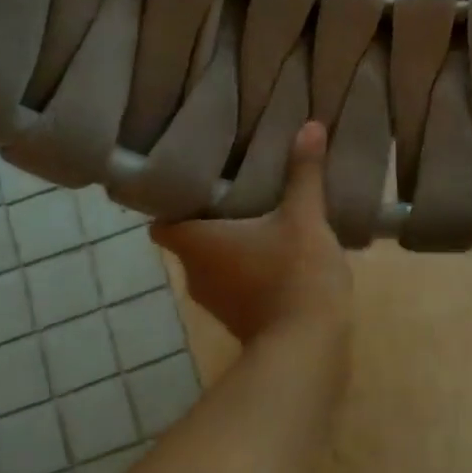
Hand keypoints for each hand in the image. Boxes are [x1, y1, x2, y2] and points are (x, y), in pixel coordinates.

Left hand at [151, 122, 352, 343]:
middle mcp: (195, 273)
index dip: (171, 201)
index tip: (194, 180)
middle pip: (190, 238)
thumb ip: (303, 174)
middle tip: (234, 185)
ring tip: (259, 214)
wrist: (309, 347)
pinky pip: (235, 282)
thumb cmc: (295, 275)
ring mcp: (216, 301)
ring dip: (231, 243)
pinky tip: (277, 250)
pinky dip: (248, 267)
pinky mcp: (239, 319)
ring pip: (214, 262)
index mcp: (196, 243)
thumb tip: (310, 126)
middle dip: (210, 216)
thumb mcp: (304, 218)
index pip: (161, 220)